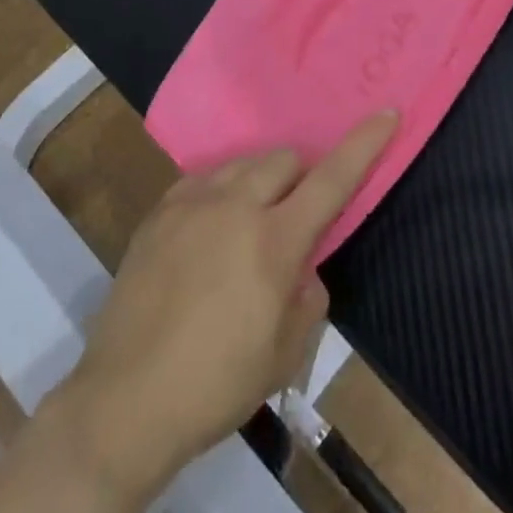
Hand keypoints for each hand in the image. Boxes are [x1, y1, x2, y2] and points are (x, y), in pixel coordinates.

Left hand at [49, 111, 399, 504]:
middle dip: (299, 179)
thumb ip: (307, 298)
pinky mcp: (160, 210)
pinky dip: (220, 195)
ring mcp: (193, 202)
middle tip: (292, 220)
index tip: (387, 112)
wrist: (125, 401)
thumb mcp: (283, 355)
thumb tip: (304, 268)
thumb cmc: (215, 384)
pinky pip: (204, 181)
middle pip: (284, 160)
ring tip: (246, 228)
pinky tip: (207, 234)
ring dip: (259, 184)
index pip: (332, 179)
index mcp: (274, 241)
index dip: (364, 144)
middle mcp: (236, 205)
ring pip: (243, 164)